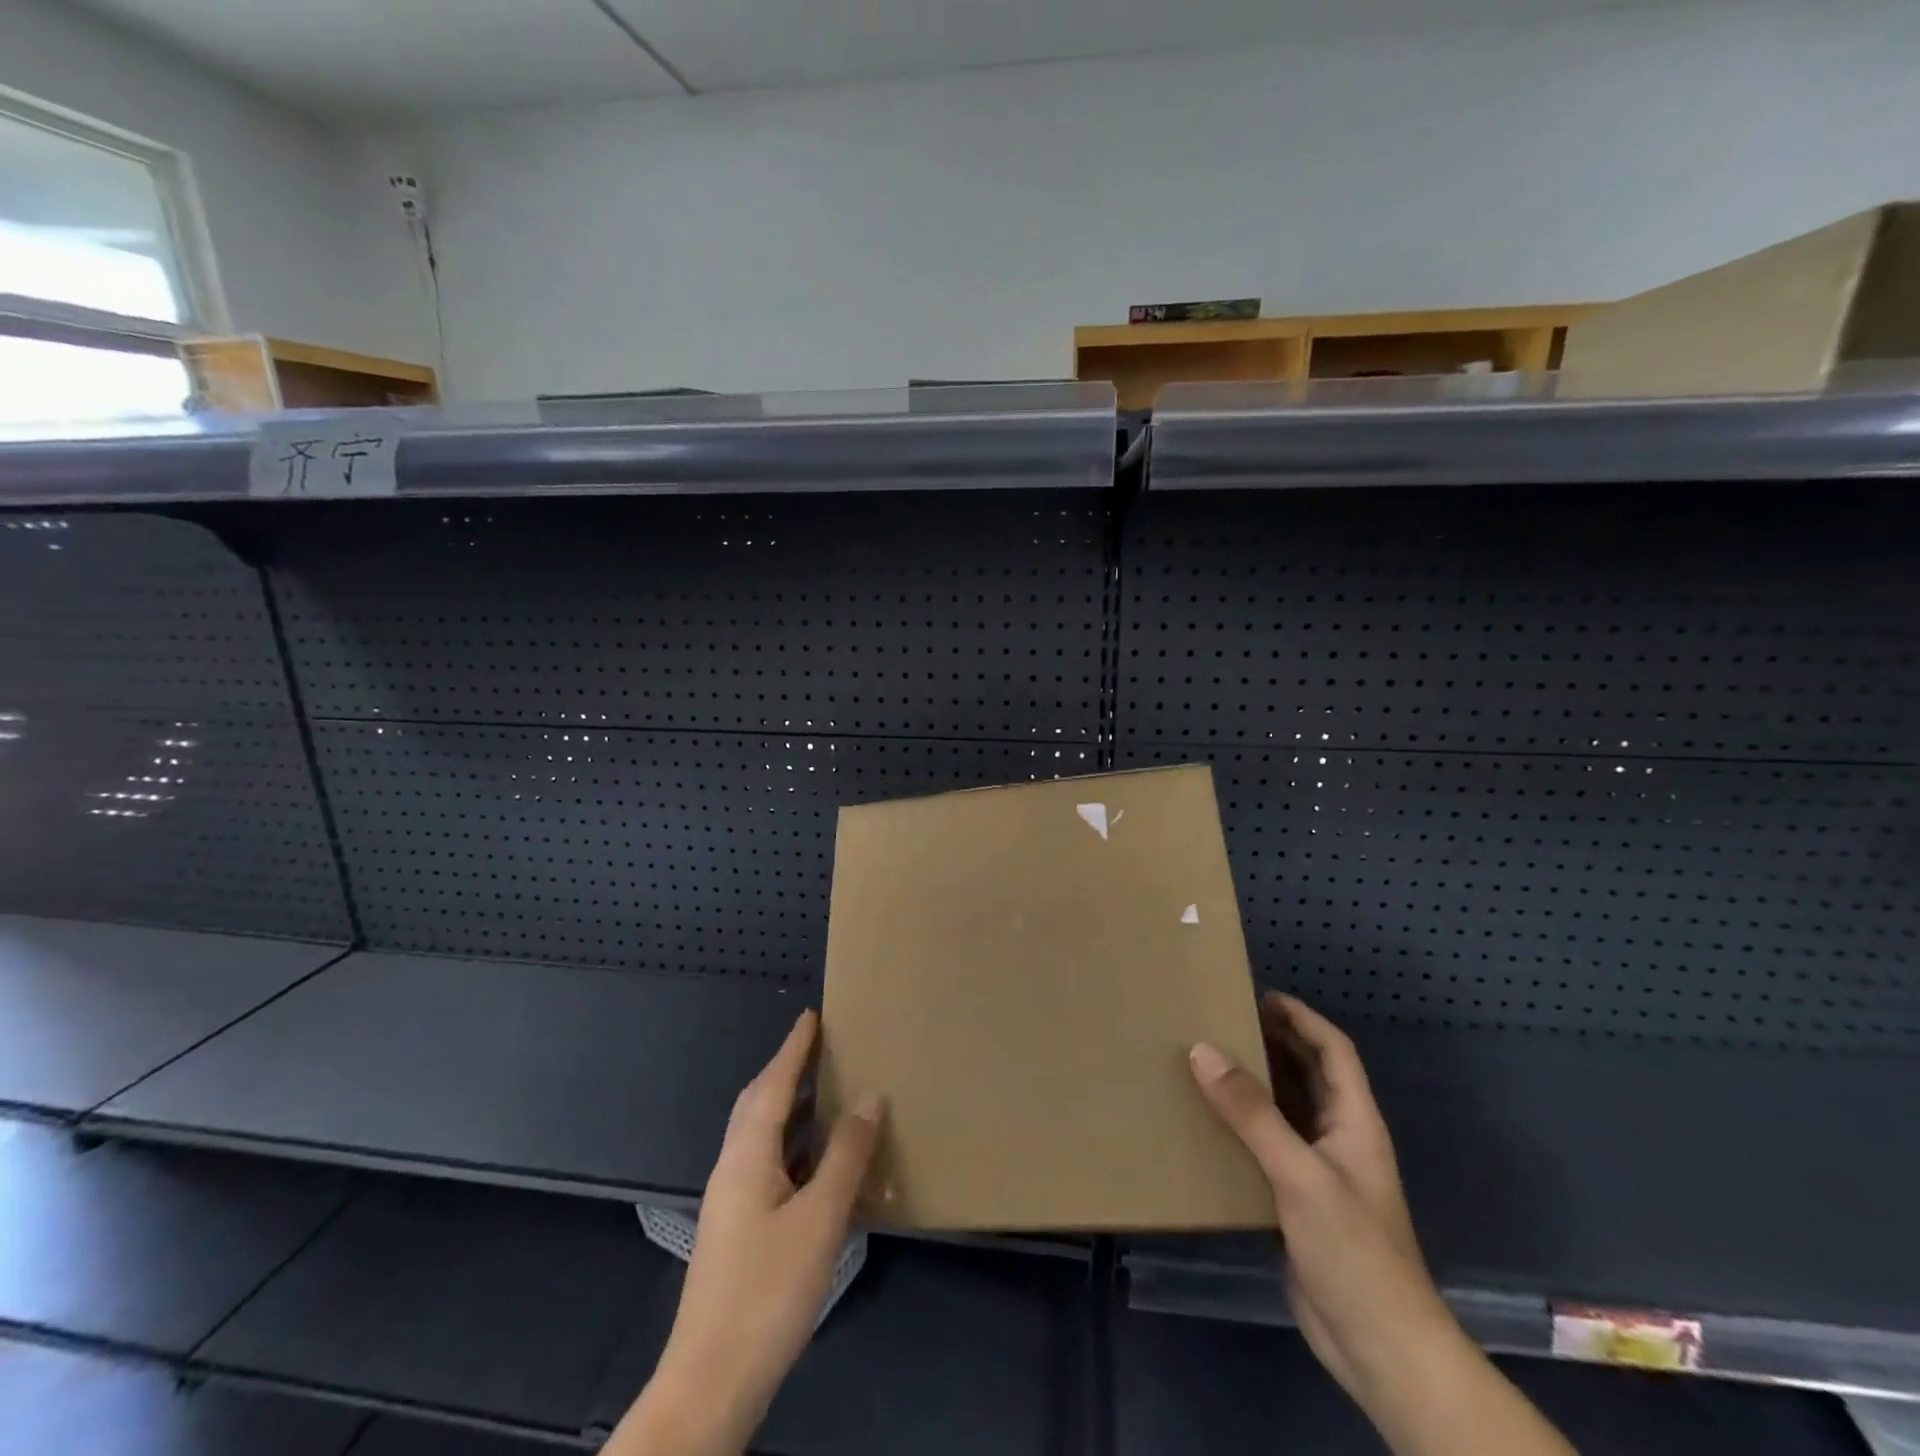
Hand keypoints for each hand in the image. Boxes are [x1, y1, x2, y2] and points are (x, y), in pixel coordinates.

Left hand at [607, 1010, 882, 1455]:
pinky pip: (768, 1165)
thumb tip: (869, 1097)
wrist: (710, 1383)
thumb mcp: (819, 1219)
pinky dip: (793, 1146)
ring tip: (825, 1092)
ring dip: (790, 1107)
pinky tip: (818, 1163)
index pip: (773, 1085)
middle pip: (758, 1104)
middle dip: (786, 1070)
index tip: (811, 1016)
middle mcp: (733, 1169)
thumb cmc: (767, 1291)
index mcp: (746, 1156)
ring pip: (762, 1136)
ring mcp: (731, 1202)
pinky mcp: (738, 1231)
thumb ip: (845, 1156)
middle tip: (818, 1046)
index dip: (794, 1049)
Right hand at [1189, 993, 1452, 1402]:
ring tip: (1207, 1060)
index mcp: (1354, 1121)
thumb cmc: (1353, 1250)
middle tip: (1221, 1020)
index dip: (1301, 1018)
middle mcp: (1339, 1138)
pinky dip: (1243, 1126)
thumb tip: (1202, 1050)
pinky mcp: (1299, 1202)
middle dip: (1272, 1042)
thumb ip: (1252, 1113)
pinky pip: (1268, 1146)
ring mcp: (1320, 1171)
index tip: (1257, 995)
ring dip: (1255, 1083)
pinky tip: (1209, 1123)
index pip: (1333, 1051)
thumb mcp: (1299, 1174)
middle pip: (1308, 1074)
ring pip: (1286, 1110)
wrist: (1380, 1348)